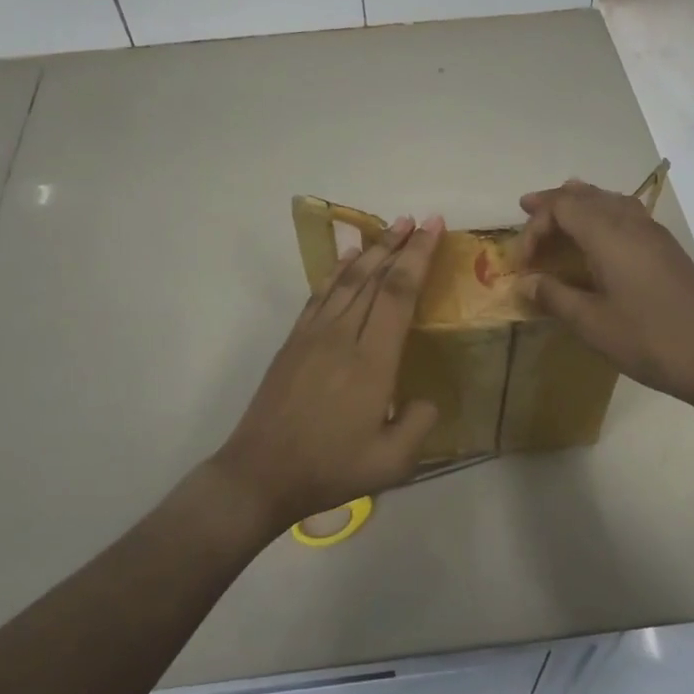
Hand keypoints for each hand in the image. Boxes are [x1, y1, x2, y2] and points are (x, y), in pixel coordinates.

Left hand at [211, 215, 444, 529]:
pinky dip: (337, 271)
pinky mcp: (294, 341)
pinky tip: (348, 258)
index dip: (418, 258)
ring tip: (391, 228)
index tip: (433, 229)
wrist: (260, 473)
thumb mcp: (391, 464)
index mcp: (372, 362)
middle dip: (399, 245)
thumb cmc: (329, 469)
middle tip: (418, 219)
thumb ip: (419, 425)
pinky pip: (320, 294)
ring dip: (371, 250)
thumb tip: (427, 398)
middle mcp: (343, 337)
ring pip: (346, 280)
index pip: (398, 294)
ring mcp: (313, 335)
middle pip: (374, 278)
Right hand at [512, 180, 693, 411]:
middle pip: (585, 195)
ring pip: (609, 200)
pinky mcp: (666, 249)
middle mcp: (630, 222)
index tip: (522, 262)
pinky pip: (626, 214)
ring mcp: (653, 233)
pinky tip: (598, 241)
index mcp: (608, 234)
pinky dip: (602, 216)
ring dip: (579, 205)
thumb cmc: (651, 339)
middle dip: (554, 202)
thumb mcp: (592, 323)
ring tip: (559, 217)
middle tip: (527, 211)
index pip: (562, 207)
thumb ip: (554, 297)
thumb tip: (524, 283)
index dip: (535, 227)